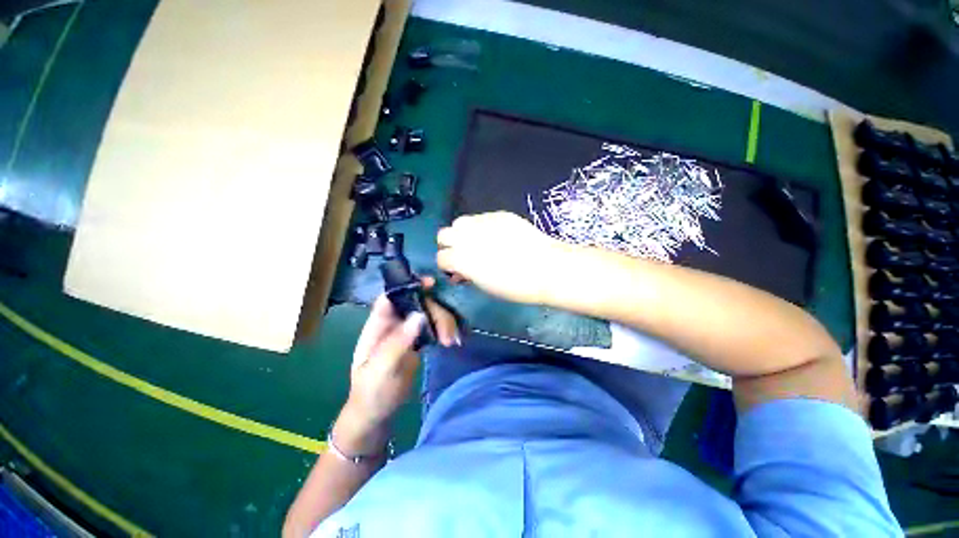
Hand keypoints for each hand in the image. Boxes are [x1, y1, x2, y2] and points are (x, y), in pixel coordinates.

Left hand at [338, 279, 458, 453]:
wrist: (377, 414)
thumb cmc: (372, 392)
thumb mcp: (381, 370)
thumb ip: (398, 342)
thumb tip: (420, 315)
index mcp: (377, 326)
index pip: (391, 297)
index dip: (409, 285)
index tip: (431, 284)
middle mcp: (393, 324)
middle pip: (417, 304)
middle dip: (435, 312)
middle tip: (448, 334)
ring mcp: (406, 332)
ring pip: (428, 314)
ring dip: (443, 322)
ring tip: (452, 341)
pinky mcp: (417, 342)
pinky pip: (433, 327)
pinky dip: (444, 330)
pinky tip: (452, 340)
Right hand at [437, 211, 570, 304]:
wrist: (547, 268)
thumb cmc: (516, 286)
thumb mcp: (485, 286)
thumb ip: (467, 274)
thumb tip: (460, 271)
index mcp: (462, 258)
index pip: (441, 257)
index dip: (447, 266)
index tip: (456, 271)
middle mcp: (467, 236)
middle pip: (444, 234)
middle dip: (450, 245)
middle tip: (463, 254)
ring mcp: (483, 222)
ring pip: (460, 222)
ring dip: (463, 233)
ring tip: (478, 242)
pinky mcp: (499, 215)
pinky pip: (481, 218)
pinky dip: (482, 227)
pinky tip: (496, 236)